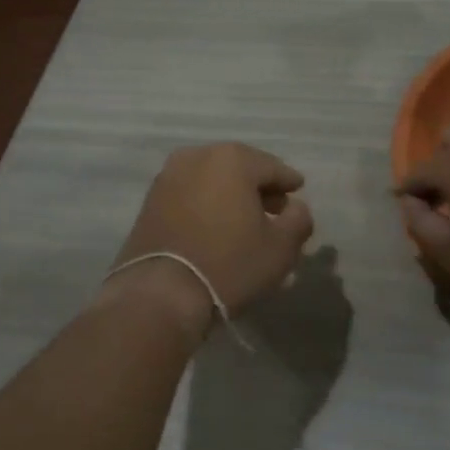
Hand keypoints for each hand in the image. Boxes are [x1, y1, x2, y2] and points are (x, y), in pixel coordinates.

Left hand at [113, 143, 314, 323]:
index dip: (288, 182)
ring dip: (231, 194)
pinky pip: (190, 193)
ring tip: (245, 220)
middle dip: (259, 187)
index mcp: (232, 159)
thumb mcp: (280, 248)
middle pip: (239, 168)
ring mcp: (169, 176)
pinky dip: (207, 203)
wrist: (160, 293)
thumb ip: (298, 220)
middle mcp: (198, 156)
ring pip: (212, 179)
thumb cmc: (229, 264)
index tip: (297, 192)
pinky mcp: (150, 199)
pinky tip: (216, 226)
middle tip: (275, 209)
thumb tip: (296, 207)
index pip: (272, 167)